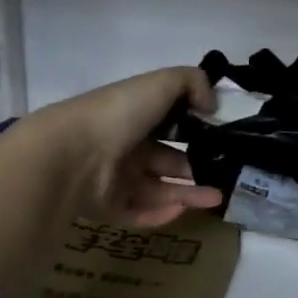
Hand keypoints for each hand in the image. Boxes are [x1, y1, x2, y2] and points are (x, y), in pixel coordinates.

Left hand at [26, 67, 225, 227]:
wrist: (72, 155)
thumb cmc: (119, 113)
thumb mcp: (161, 83)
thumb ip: (193, 83)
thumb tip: (212, 104)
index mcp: (133, 115)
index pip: (167, 121)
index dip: (193, 127)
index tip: (220, 137)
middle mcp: (124, 145)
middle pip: (166, 158)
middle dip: (195, 165)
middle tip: (224, 173)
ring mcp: (114, 178)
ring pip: (158, 188)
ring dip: (189, 193)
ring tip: (219, 198)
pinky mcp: (107, 207)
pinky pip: (139, 213)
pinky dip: (162, 214)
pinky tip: (185, 210)